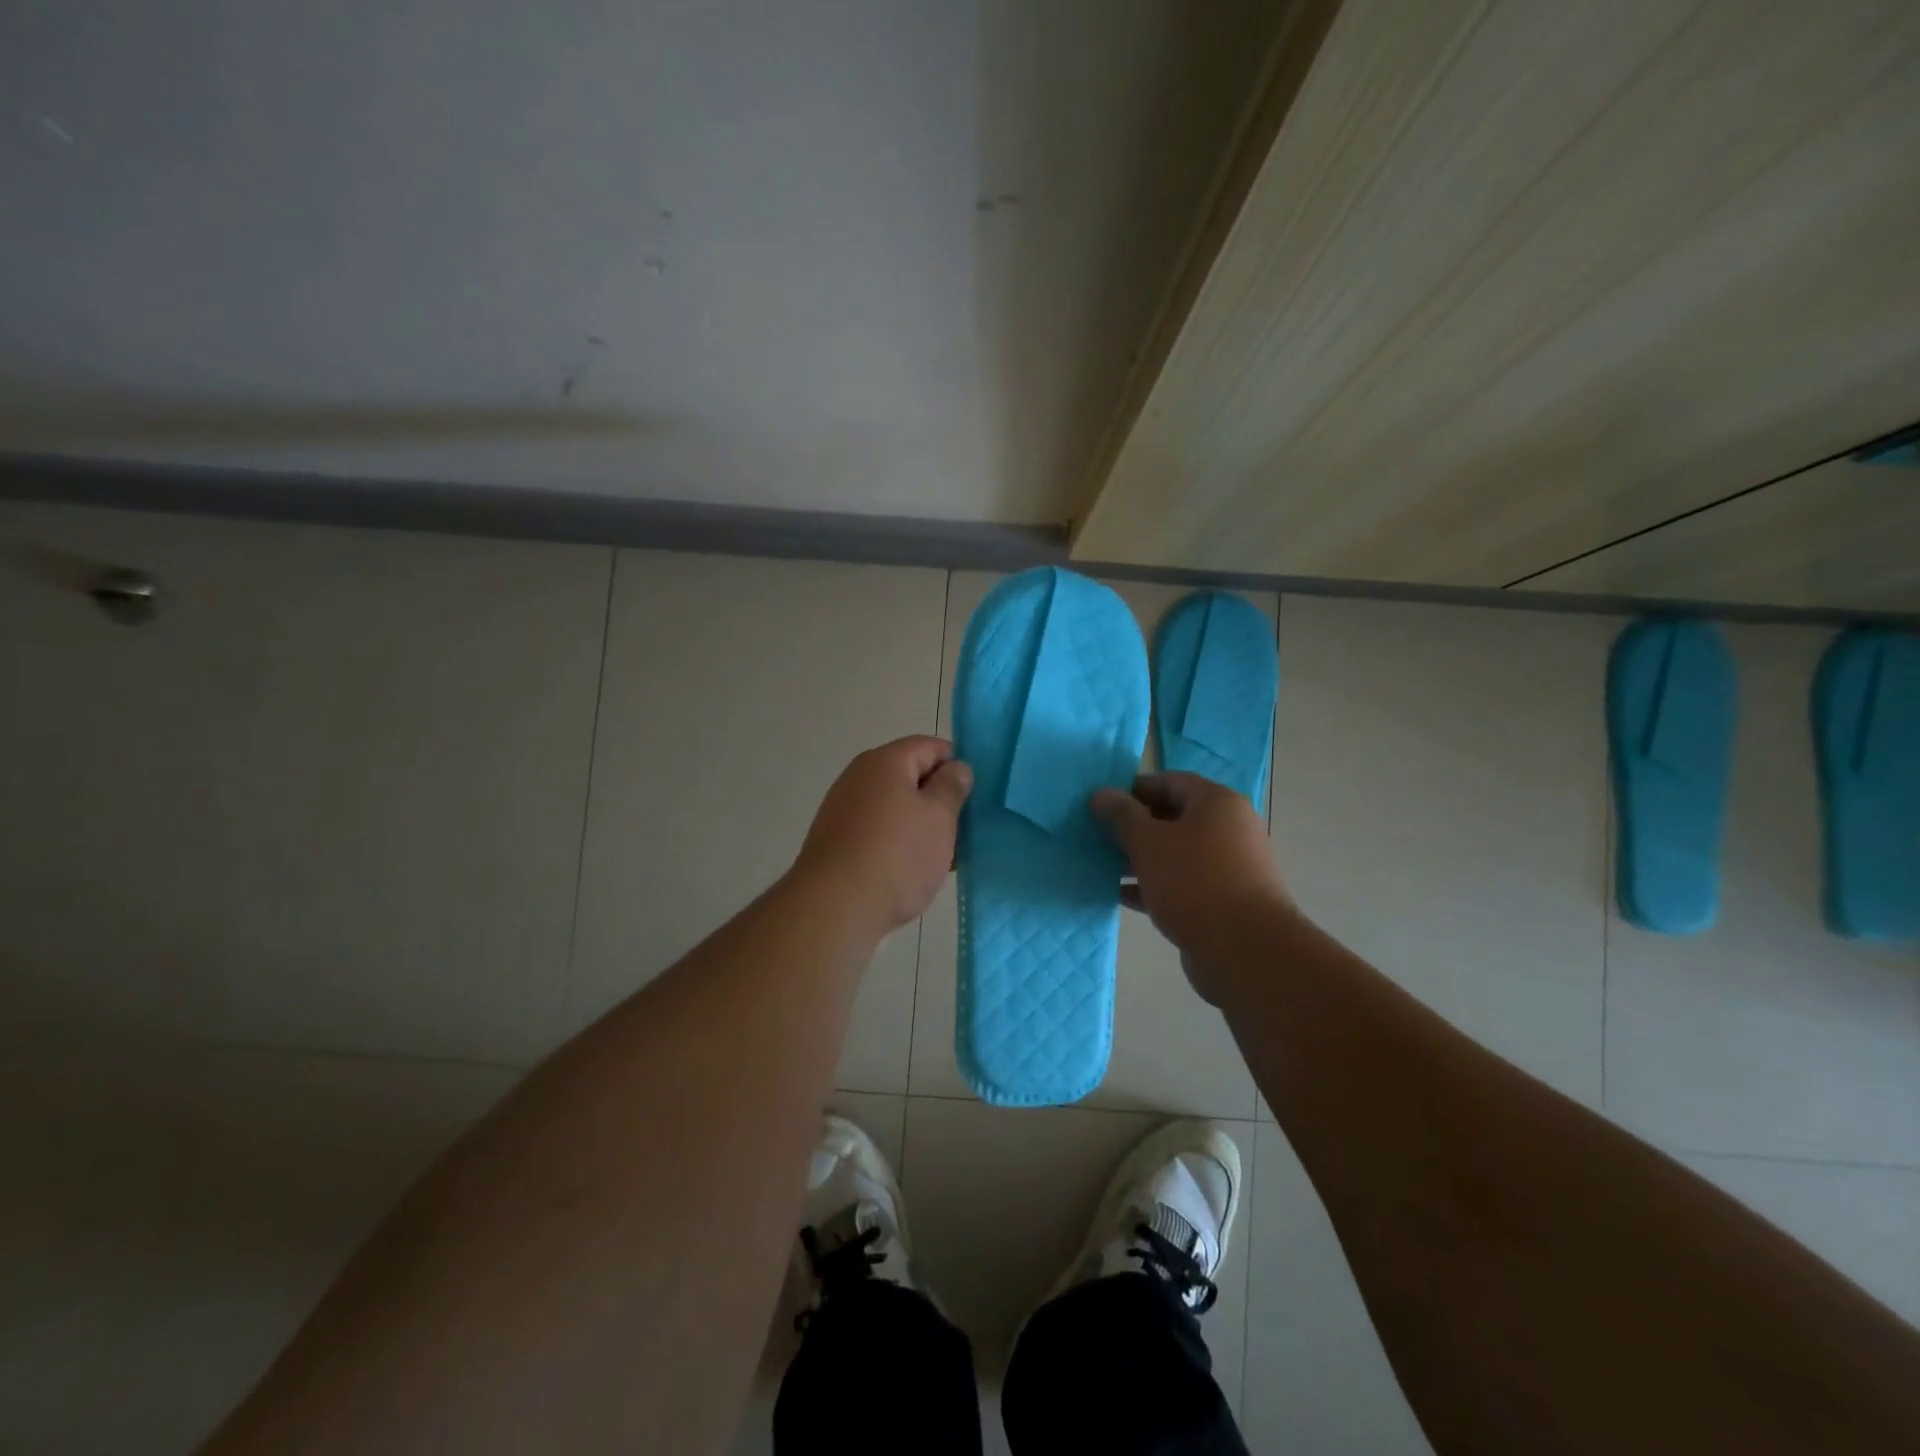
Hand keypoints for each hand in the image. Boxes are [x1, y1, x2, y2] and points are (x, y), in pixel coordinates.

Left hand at [794, 736, 972, 936]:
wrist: (834, 908)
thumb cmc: (896, 856)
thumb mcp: (939, 818)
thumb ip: (951, 787)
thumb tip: (955, 768)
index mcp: (884, 761)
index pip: (930, 746)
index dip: (956, 765)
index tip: (976, 795)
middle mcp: (859, 778)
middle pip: (910, 777)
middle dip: (939, 800)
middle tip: (965, 828)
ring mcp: (843, 810)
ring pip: (895, 808)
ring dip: (921, 826)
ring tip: (945, 856)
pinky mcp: (837, 842)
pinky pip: (878, 832)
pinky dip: (898, 844)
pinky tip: (913, 872)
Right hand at [1089, 773, 1289, 1002]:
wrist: (1245, 950)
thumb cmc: (1194, 881)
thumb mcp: (1148, 842)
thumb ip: (1122, 815)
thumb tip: (1100, 793)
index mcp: (1217, 803)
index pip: (1171, 781)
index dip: (1135, 788)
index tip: (1103, 802)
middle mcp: (1229, 829)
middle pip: (1174, 817)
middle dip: (1135, 826)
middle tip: (1099, 834)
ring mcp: (1229, 867)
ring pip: (1177, 853)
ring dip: (1141, 857)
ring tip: (1105, 865)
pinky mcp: (1224, 901)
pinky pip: (1183, 883)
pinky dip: (1154, 885)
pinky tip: (1122, 895)